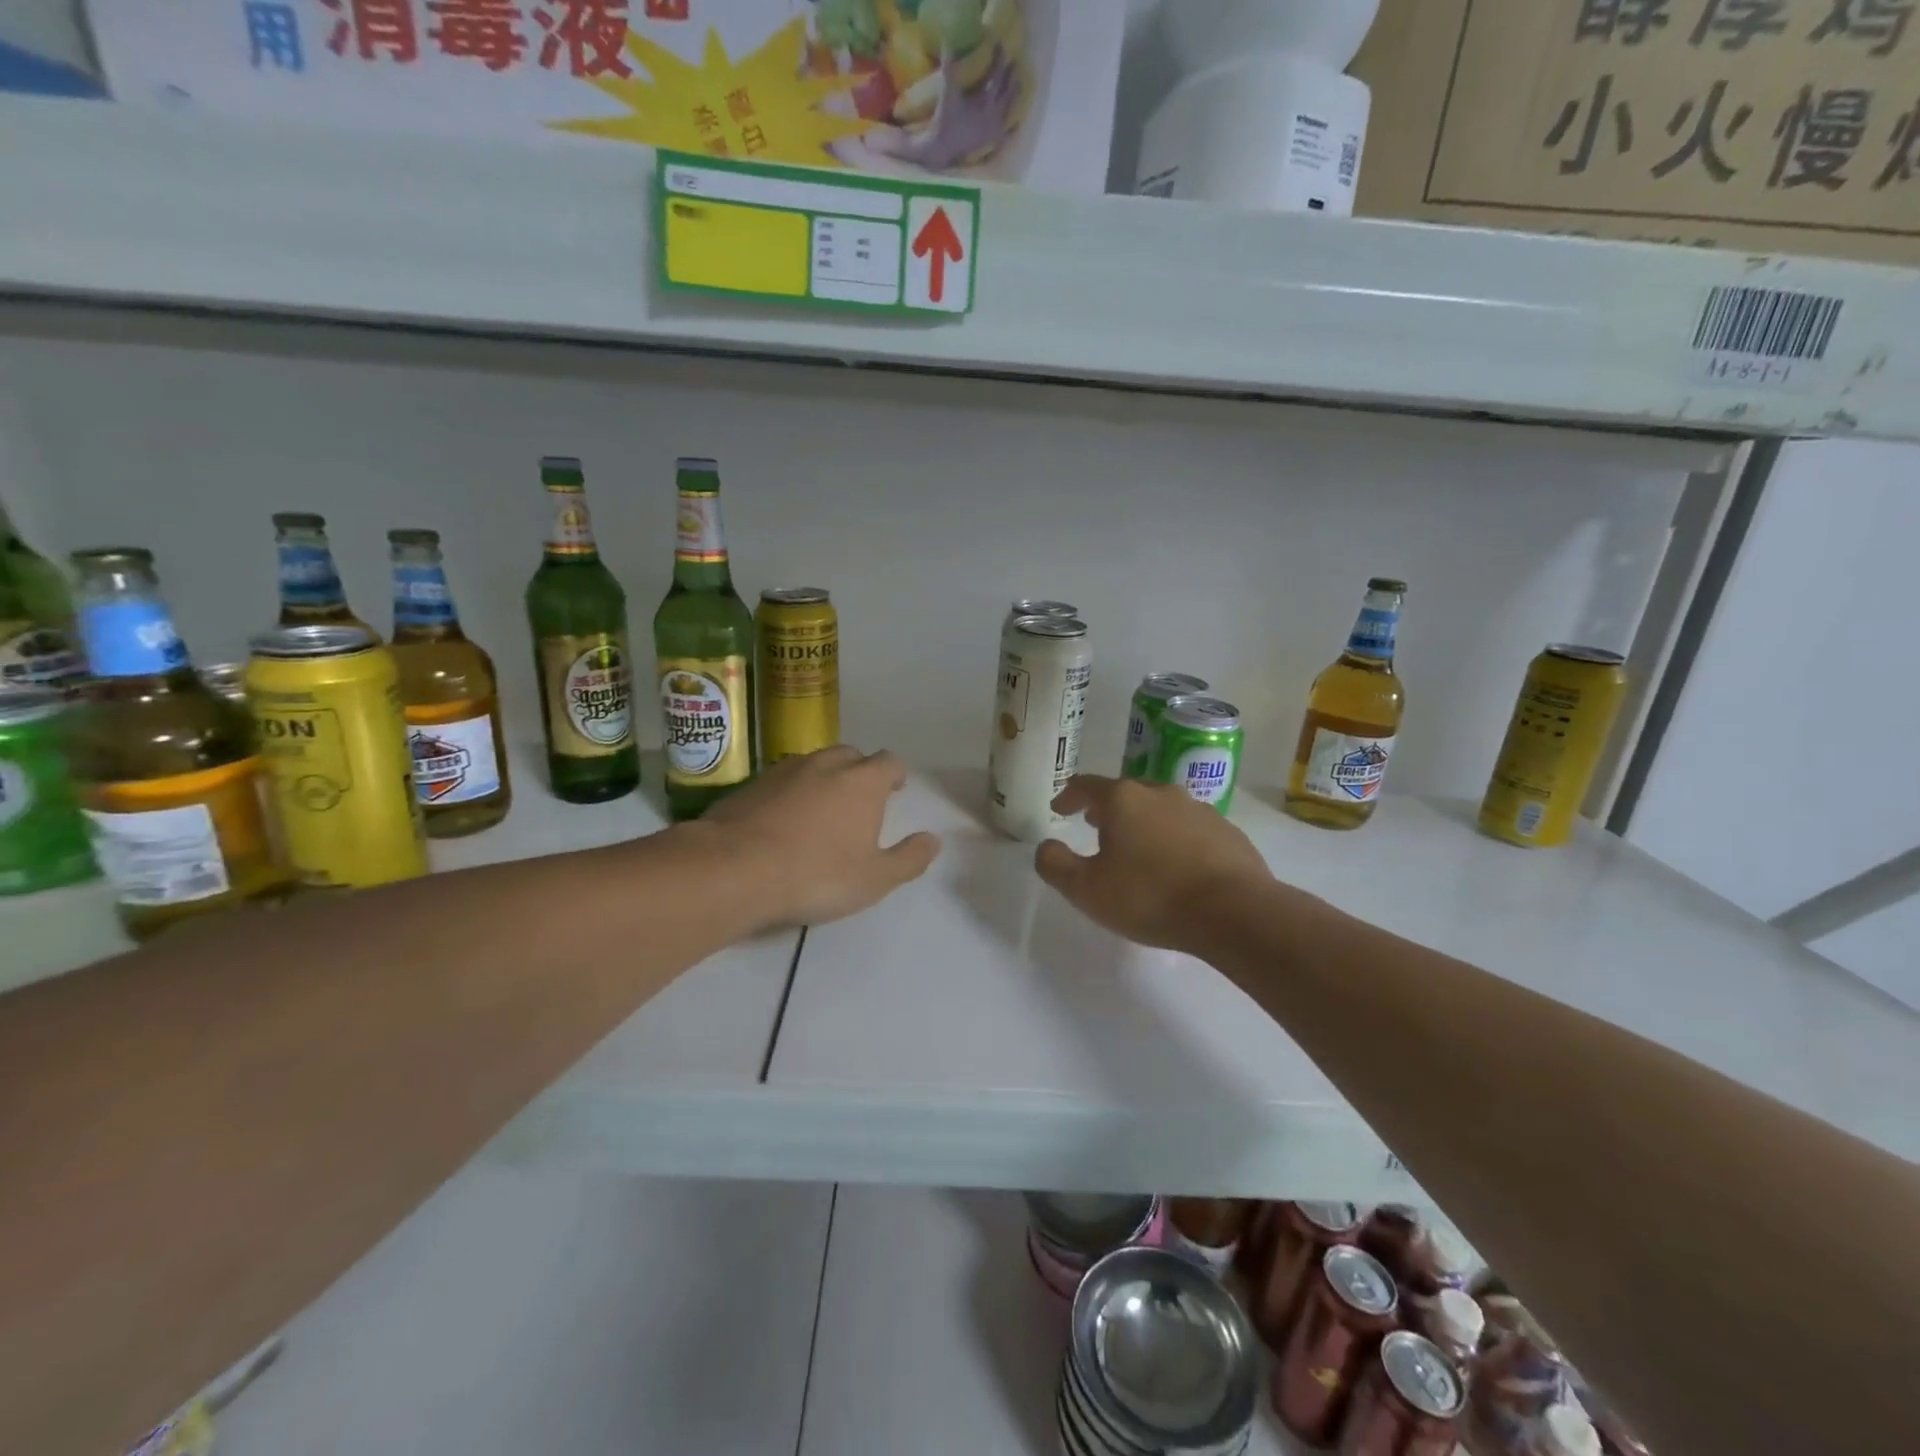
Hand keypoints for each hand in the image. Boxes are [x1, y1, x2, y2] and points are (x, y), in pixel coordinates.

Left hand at [695, 746, 940, 930]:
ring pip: (814, 763)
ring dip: (824, 779)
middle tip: (859, 800)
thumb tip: (934, 840)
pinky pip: (782, 779)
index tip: (895, 790)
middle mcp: (827, 764)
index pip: (890, 762)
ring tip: (821, 809)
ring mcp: (785, 770)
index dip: (895, 775)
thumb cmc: (817, 874)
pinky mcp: (751, 784)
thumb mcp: (875, 879)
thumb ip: (909, 858)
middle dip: (860, 772)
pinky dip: (790, 792)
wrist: (735, 869)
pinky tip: (783, 819)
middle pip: (851, 755)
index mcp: (863, 781)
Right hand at [1035, 776, 1272, 953]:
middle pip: (1126, 793)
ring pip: (1160, 808)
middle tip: (1094, 824)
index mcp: (1123, 799)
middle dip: (1107, 807)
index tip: (1059, 808)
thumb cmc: (1150, 896)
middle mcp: (1161, 793)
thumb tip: (1046, 847)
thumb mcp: (1086, 889)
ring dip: (1143, 822)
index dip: (1068, 795)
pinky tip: (1177, 865)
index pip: (1086, 786)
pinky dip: (1175, 839)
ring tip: (1137, 847)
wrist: (1234, 912)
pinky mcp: (1227, 832)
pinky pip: (1190, 829)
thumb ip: (1055, 865)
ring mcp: (1199, 809)